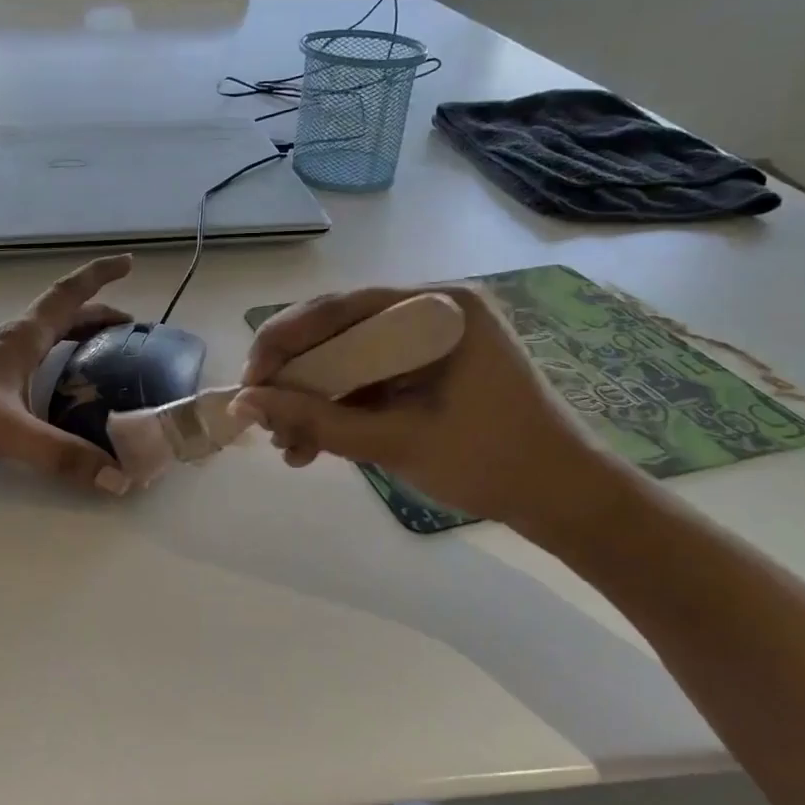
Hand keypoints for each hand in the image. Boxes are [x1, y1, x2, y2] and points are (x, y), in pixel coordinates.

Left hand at [0, 254, 136, 493]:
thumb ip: (62, 456)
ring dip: (72, 343)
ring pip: (40, 344)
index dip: (100, 277)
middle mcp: (5, 345)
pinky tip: (51, 399)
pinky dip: (49, 371)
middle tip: (129, 331)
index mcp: (18, 340)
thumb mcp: (7, 431)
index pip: (68, 297)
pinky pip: (24, 370)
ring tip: (99, 362)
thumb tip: (119, 478)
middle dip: (96, 319)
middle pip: (59, 320)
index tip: (128, 262)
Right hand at [233, 283, 622, 534]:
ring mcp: (430, 339)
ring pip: (348, 358)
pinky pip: (368, 378)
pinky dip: (339, 408)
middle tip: (262, 421)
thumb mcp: (395, 441)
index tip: (249, 384)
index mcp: (438, 307)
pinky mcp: (428, 368)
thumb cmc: (490, 462)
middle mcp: (431, 309)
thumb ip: (316, 420)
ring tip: (287, 446)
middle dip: (296, 379)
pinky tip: (313, 443)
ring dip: (312, 400)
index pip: (340, 307)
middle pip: (340, 331)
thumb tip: (242, 404)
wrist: (562, 498)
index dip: (284, 342)